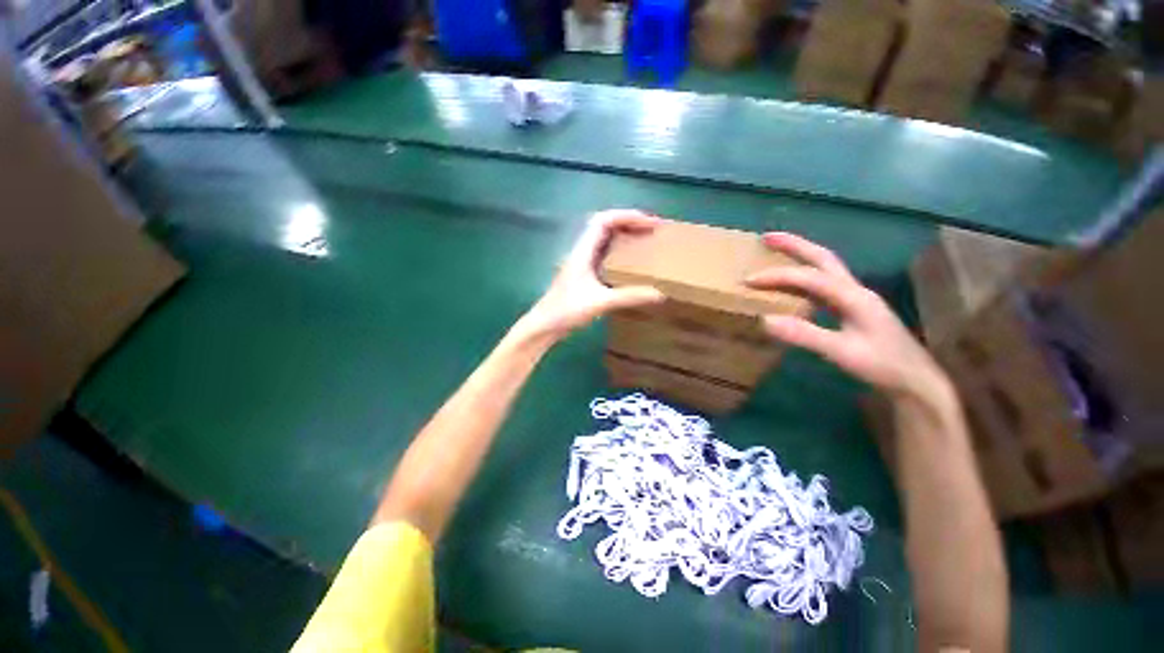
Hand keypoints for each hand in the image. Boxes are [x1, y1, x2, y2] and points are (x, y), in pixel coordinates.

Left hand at [516, 210, 665, 341]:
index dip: (627, 216)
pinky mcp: (584, 274)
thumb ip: (629, 297)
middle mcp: (582, 252)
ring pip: (604, 239)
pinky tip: (630, 263)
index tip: (650, 223)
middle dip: (629, 223)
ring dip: (624, 236)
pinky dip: (619, 251)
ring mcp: (582, 262)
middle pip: (605, 225)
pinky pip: (604, 254)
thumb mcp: (600, 303)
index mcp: (583, 251)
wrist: (544, 325)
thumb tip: (660, 293)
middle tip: (652, 230)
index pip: (604, 220)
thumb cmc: (566, 311)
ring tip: (645, 241)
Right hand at [745, 233, 951, 402]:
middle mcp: (854, 290)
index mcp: (853, 296)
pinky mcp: (852, 309)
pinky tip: (792, 285)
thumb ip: (804, 335)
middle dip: (794, 245)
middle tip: (766, 237)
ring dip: (799, 257)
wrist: (916, 381)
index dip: (777, 276)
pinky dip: (803, 278)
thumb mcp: (842, 353)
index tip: (748, 281)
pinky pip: (823, 285)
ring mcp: (855, 298)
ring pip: (824, 269)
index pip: (809, 277)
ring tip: (775, 253)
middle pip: (822, 258)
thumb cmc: (883, 366)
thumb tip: (764, 320)